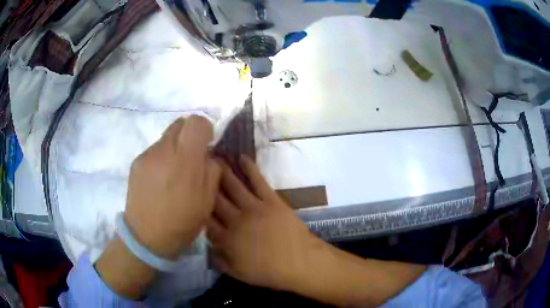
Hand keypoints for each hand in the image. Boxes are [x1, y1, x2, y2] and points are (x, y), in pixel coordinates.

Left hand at [125, 116, 221, 258]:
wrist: (146, 236)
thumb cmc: (182, 222)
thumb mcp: (208, 200)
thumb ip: (212, 170)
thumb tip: (208, 153)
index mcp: (185, 161)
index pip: (196, 122)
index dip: (204, 128)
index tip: (206, 144)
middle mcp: (163, 151)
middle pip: (180, 123)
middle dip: (189, 134)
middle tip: (191, 156)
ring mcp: (147, 156)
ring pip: (166, 137)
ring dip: (174, 147)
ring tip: (173, 172)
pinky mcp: (136, 162)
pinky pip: (154, 151)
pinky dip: (161, 158)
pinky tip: (160, 179)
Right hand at [207, 156, 426, 306]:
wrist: (301, 263)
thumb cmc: (270, 272)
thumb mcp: (239, 274)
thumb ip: (219, 261)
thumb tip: (207, 248)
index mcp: (226, 239)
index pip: (205, 220)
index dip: (197, 208)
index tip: (191, 196)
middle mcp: (235, 220)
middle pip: (215, 199)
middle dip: (204, 184)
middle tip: (196, 168)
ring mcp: (253, 208)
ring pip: (232, 186)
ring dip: (221, 171)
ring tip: (212, 158)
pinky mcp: (271, 200)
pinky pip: (258, 181)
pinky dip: (250, 168)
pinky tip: (242, 157)